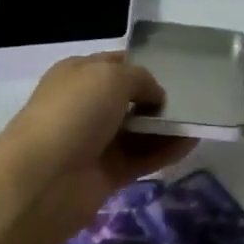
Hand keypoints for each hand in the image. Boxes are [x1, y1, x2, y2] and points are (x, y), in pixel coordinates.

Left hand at [0, 53, 196, 238]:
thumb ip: (141, 79)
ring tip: (201, 120)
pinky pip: (143, 158)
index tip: (177, 71)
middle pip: (129, 99)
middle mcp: (85, 106)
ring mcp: (96, 142)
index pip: (115, 64)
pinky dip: (166, 151)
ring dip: (166, 126)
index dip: (144, 65)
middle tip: (196, 97)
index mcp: (78, 75)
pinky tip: (192, 143)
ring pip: (138, 130)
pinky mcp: (108, 174)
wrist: (43, 179)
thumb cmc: (74, 113)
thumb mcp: (111, 77)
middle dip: (159, 98)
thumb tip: (155, 97)